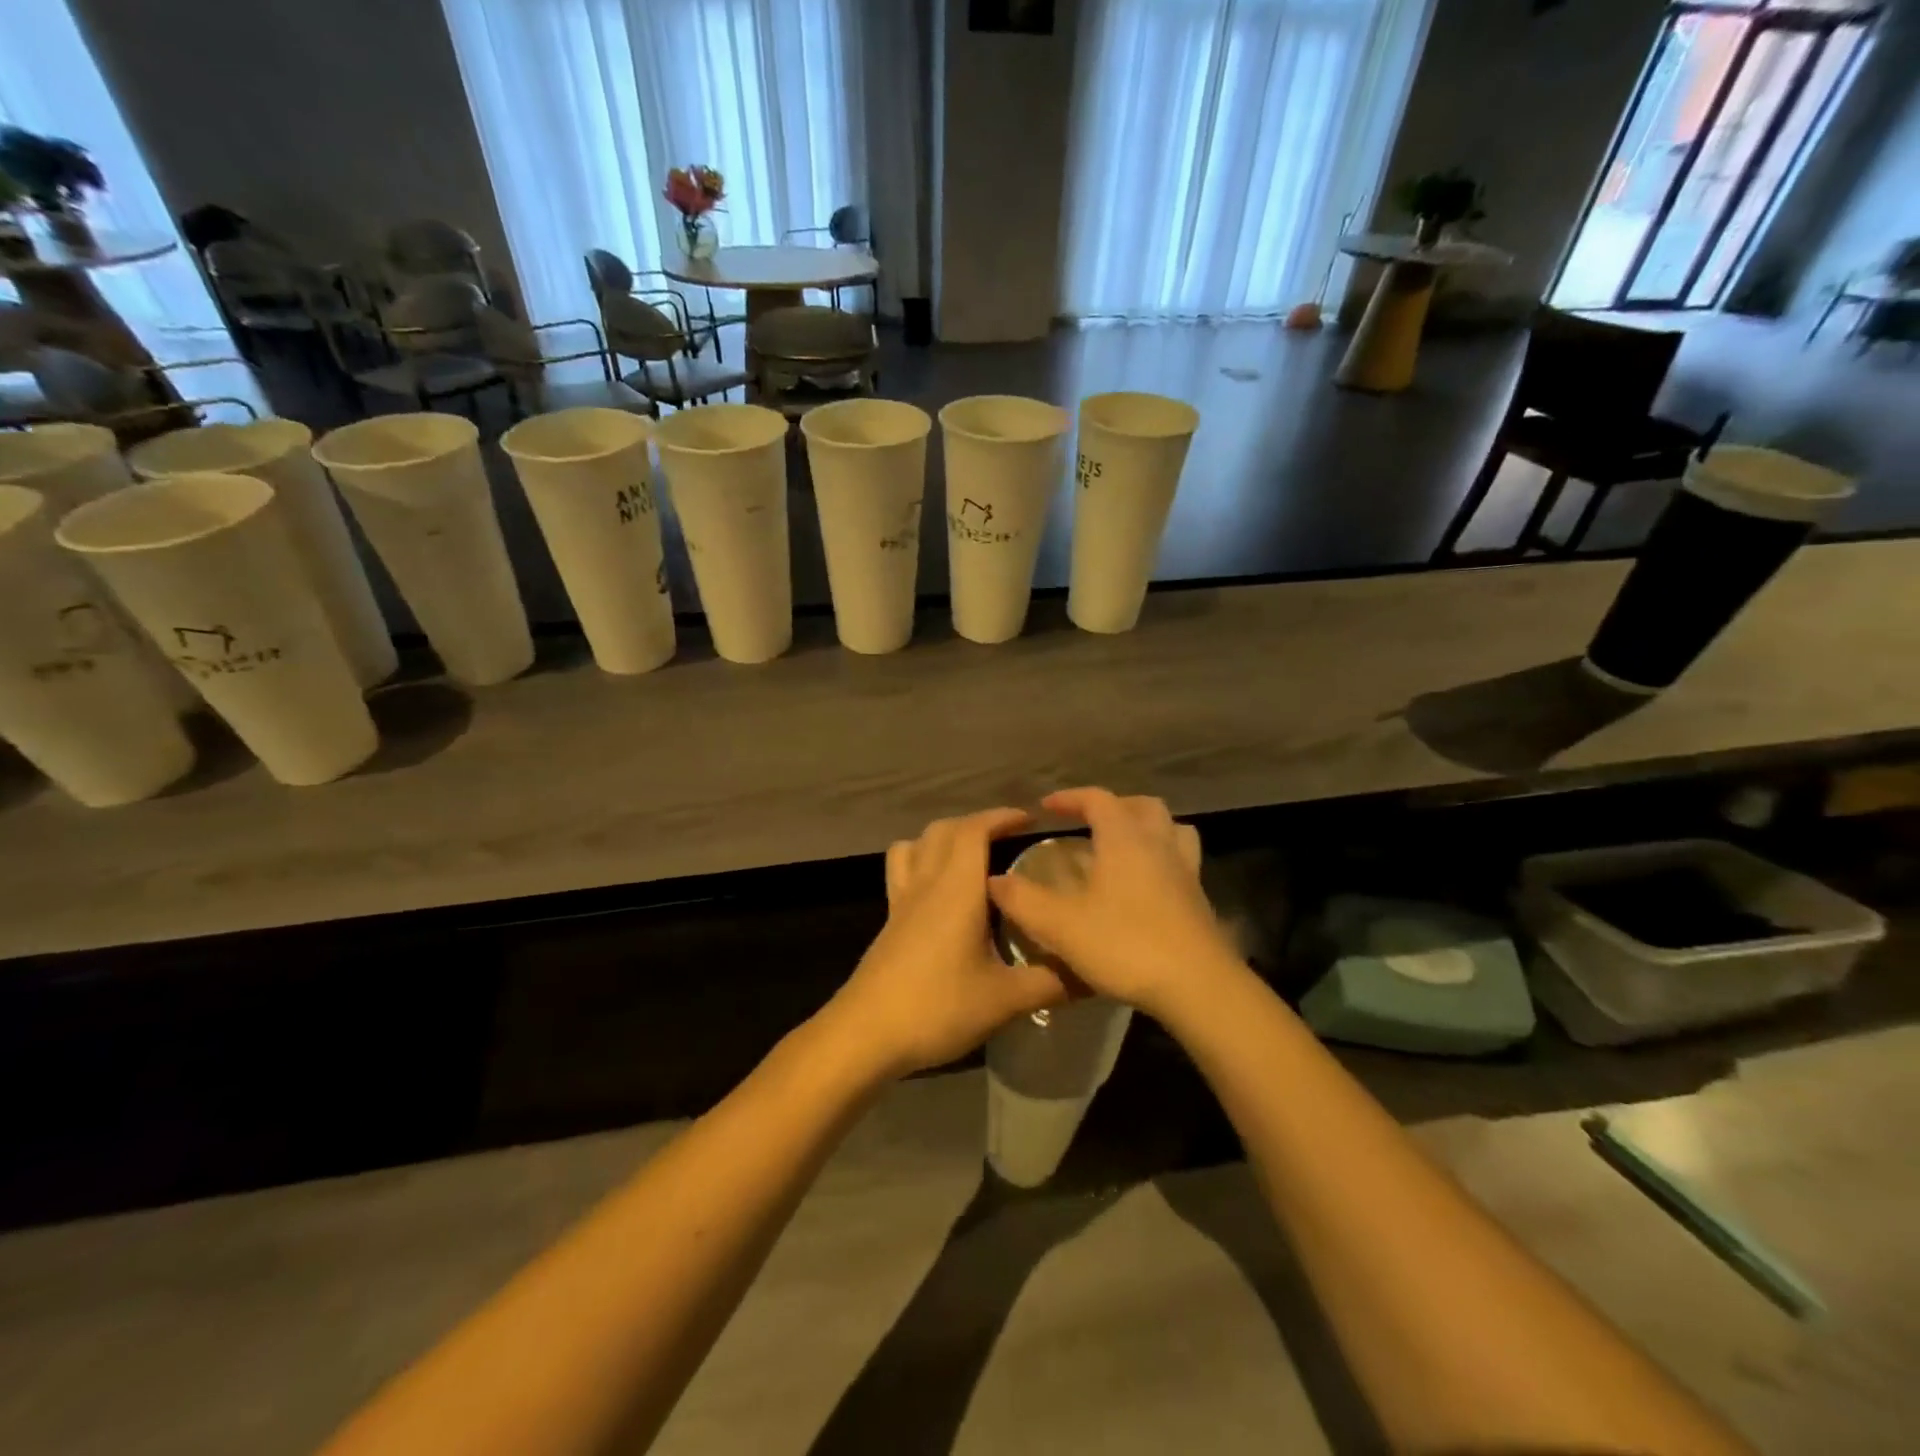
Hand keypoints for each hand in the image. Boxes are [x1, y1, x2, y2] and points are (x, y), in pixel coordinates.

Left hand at [820, 808, 1067, 1079]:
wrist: (867, 1034)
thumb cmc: (938, 1007)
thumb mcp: (1006, 1000)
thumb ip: (1052, 982)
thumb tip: (1095, 973)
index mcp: (956, 888)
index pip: (974, 830)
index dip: (1002, 817)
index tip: (1031, 821)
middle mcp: (926, 883)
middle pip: (944, 830)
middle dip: (978, 823)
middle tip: (1009, 838)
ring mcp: (902, 901)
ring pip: (916, 845)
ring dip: (944, 837)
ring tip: (971, 855)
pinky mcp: (889, 921)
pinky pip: (902, 870)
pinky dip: (921, 860)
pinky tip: (940, 892)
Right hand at [987, 788, 1241, 1020]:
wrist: (1198, 985)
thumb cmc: (1126, 945)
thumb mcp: (1061, 926)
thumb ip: (1023, 900)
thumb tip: (994, 880)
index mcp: (1124, 839)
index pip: (1097, 799)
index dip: (1070, 798)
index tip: (1046, 807)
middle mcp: (1158, 844)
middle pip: (1142, 805)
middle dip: (1112, 806)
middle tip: (1088, 822)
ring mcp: (1185, 870)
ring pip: (1171, 828)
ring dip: (1146, 827)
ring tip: (1124, 845)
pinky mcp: (1199, 898)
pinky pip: (1182, 860)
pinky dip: (1162, 858)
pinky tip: (1146, 884)